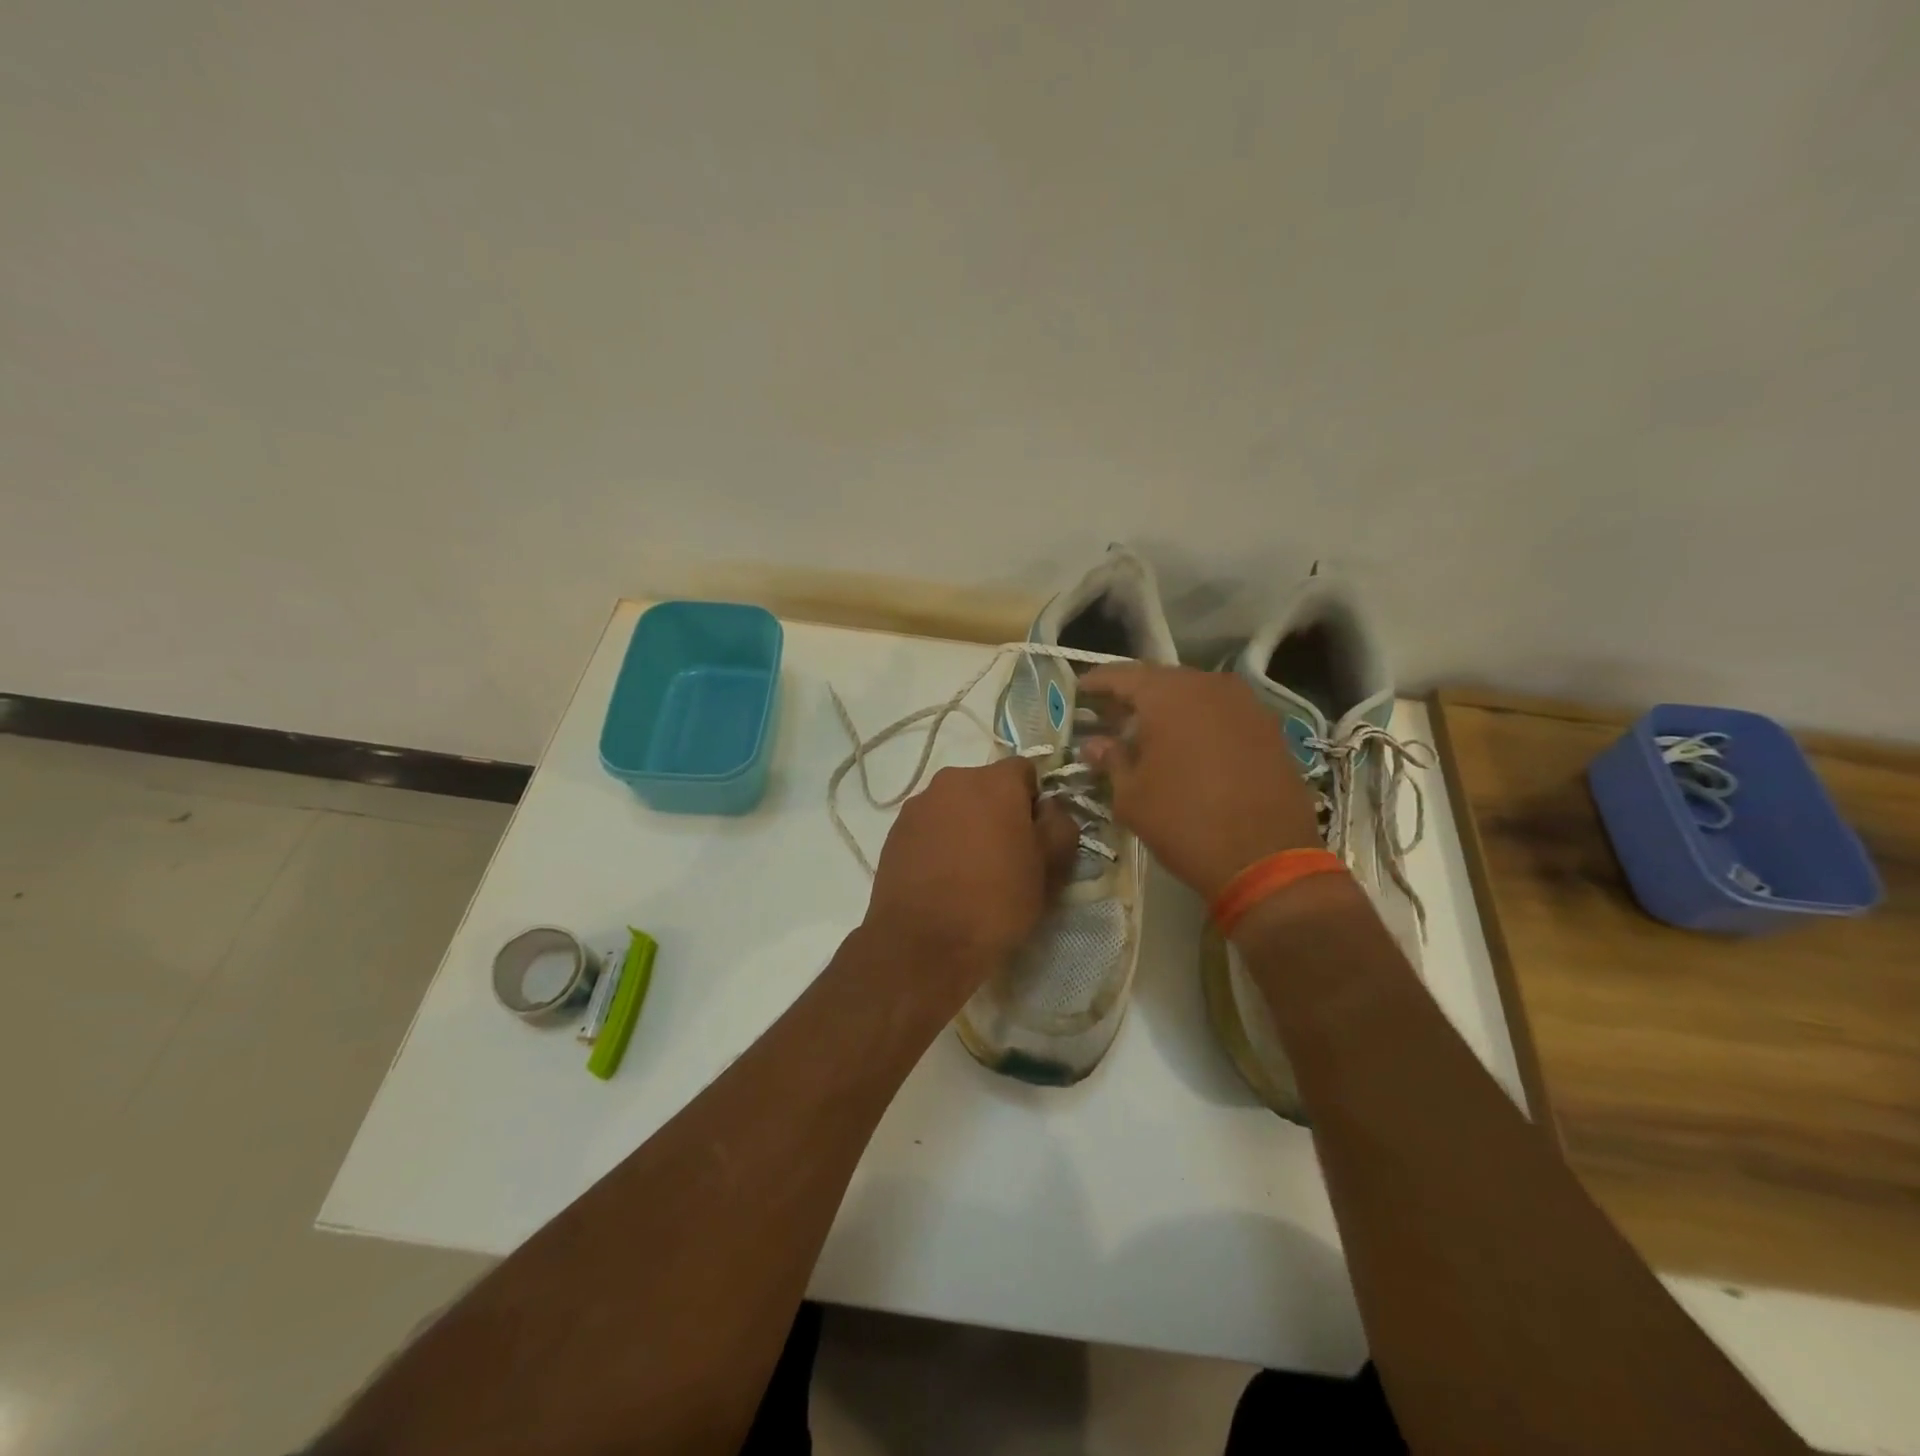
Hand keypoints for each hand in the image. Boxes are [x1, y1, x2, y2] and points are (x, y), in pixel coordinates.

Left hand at [862, 757, 1079, 999]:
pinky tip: (943, 877)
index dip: (1035, 800)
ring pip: (954, 805)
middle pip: (986, 786)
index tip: (1035, 835)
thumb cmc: (996, 902)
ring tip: (969, 870)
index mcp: (994, 781)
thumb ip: (1060, 826)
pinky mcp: (894, 832)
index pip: (1025, 770)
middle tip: (1005, 855)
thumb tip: (1050, 809)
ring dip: (966, 825)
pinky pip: (929, 826)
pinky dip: (939, 841)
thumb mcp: (1049, 869)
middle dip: (998, 811)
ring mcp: (918, 805)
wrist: (923, 943)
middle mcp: (952, 780)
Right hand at [1078, 664, 1322, 901]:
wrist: (1266, 859)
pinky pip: (1223, 713)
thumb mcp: (1132, 796)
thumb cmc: (1184, 822)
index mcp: (1169, 695)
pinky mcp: (1269, 728)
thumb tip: (1094, 744)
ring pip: (1196, 694)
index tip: (1080, 690)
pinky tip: (1187, 745)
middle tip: (1111, 714)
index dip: (1098, 682)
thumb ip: (1111, 760)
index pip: (1123, 675)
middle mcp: (1209, 686)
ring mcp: (1245, 705)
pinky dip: (1200, 722)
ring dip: (1169, 708)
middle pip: (1162, 680)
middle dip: (1134, 695)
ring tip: (1147, 731)